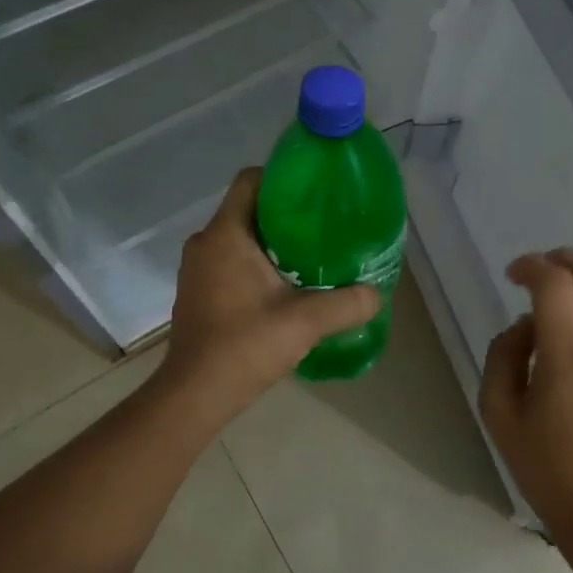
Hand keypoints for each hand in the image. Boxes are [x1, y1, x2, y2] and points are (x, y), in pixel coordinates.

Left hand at [159, 168, 378, 427]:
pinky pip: (229, 259)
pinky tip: (283, 284)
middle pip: (247, 207)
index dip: (281, 176)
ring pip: (239, 235)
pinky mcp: (197, 290)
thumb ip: (347, 303)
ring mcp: (197, 268)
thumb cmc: (244, 346)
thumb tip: (377, 293)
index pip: (250, 180)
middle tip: (321, 223)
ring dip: (270, 240)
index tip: (313, 190)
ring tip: (309, 253)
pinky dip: (255, 262)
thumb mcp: (306, 321)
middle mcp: (205, 242)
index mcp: (225, 234)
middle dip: (284, 212)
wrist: (194, 396)